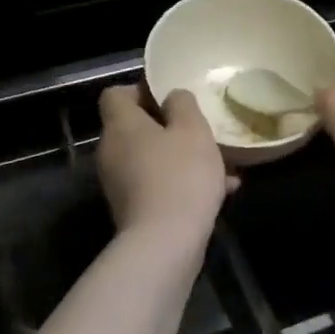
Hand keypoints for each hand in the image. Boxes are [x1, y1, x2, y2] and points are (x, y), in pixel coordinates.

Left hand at [97, 86, 229, 252]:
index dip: (141, 90)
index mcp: (121, 125)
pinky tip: (222, 191)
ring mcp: (120, 184)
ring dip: (182, 156)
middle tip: (201, 129)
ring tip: (222, 163)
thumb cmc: (180, 175)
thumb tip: (172, 97)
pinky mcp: (133, 209)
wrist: (166, 243)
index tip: (171, 97)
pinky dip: (182, 182)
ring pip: (152, 158)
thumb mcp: (192, 129)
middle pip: (135, 128)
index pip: (115, 95)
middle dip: (170, 127)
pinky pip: (158, 184)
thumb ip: (182, 104)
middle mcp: (112, 152)